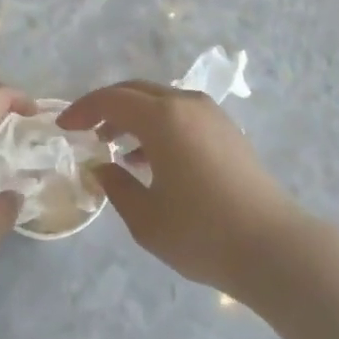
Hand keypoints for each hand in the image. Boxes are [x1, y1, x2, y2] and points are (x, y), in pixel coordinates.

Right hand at [58, 80, 306, 296]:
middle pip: (136, 91)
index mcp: (162, 117)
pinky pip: (180, 113)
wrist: (274, 247)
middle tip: (86, 130)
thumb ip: (116, 187)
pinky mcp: (226, 129)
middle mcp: (185, 103)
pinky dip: (158, 125)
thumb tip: (101, 166)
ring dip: (133, 116)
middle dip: (107, 106)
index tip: (64, 127)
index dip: (84, 109)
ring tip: (115, 147)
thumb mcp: (146, 219)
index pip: (112, 99)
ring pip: (160, 101)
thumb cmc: (203, 233)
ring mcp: (210, 114)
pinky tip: (151, 159)